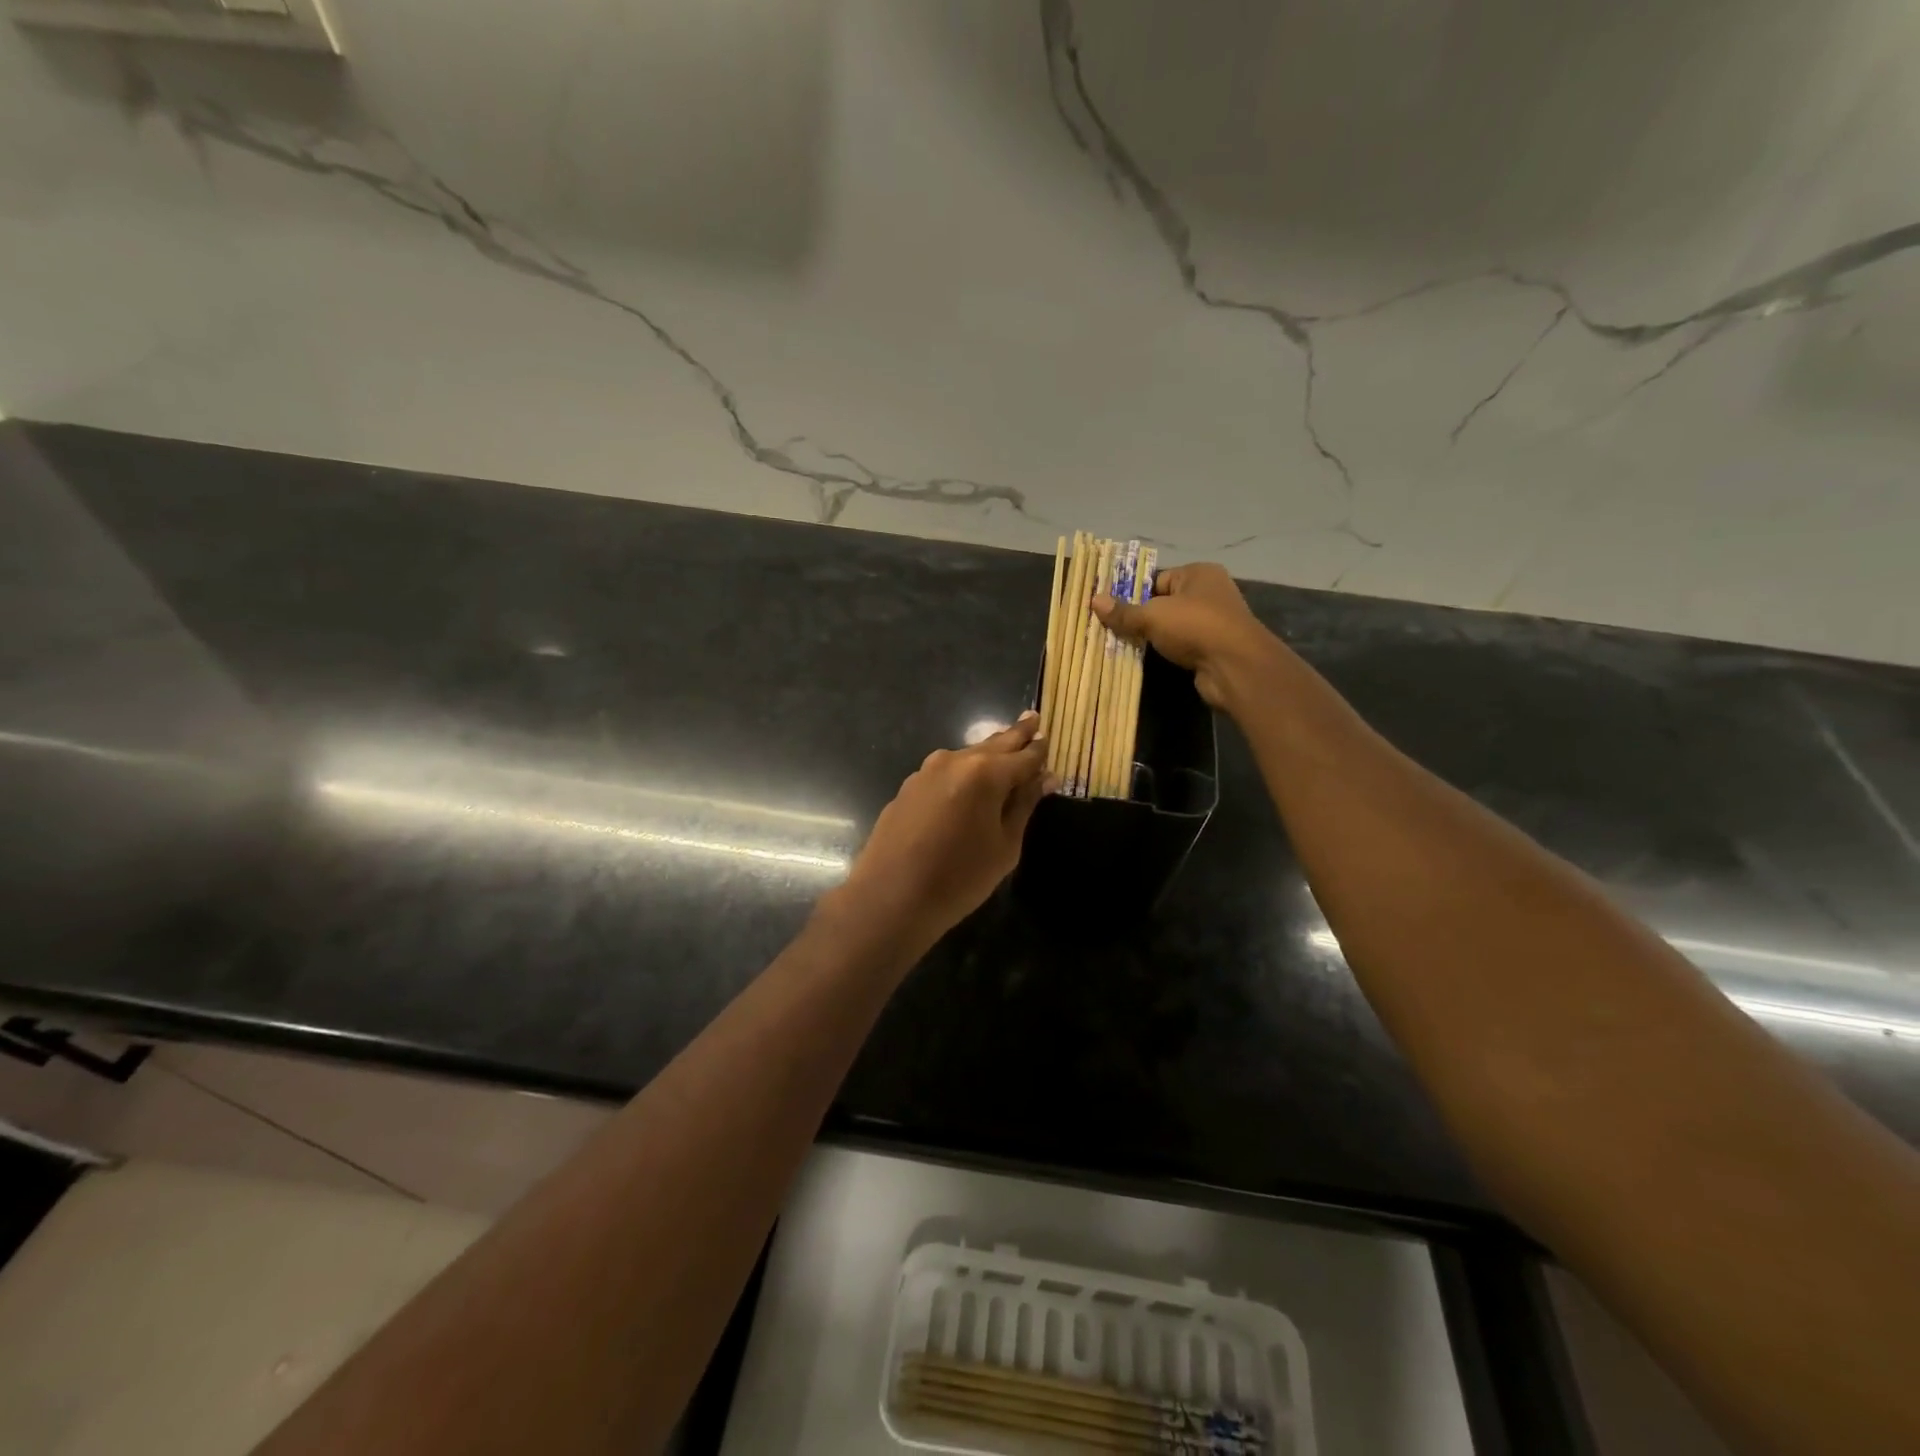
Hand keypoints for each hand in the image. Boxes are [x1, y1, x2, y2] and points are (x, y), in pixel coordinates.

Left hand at [830, 712, 1049, 950]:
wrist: (890, 897)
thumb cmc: (959, 878)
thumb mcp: (1004, 845)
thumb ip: (1024, 805)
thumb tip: (1044, 778)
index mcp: (985, 773)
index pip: (1024, 756)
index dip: (1039, 750)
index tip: (1049, 739)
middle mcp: (954, 760)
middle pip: (994, 744)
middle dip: (1016, 735)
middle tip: (1032, 718)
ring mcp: (926, 771)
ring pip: (967, 756)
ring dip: (987, 754)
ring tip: (1004, 748)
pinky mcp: (908, 787)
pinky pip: (945, 772)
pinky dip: (963, 772)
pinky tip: (969, 783)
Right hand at [1094, 562, 1283, 709]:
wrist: (1235, 666)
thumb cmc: (1195, 626)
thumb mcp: (1152, 616)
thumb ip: (1124, 611)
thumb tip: (1093, 600)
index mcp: (1199, 573)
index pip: (1158, 579)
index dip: (1135, 594)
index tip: (1113, 611)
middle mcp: (1210, 592)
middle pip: (1165, 602)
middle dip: (1142, 617)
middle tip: (1114, 629)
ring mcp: (1215, 621)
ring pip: (1174, 626)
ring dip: (1155, 636)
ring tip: (1127, 645)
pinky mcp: (1214, 647)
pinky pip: (1183, 645)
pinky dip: (1169, 651)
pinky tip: (1151, 659)